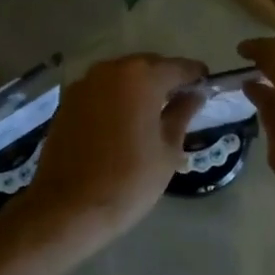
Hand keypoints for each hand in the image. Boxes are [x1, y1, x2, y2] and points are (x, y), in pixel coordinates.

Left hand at [20, 53, 207, 244]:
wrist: (68, 207)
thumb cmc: (128, 180)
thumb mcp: (168, 150)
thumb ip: (182, 114)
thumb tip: (195, 94)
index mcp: (141, 77)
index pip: (179, 67)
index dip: (196, 76)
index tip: (207, 88)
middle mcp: (111, 70)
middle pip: (147, 66)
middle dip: (165, 80)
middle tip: (180, 104)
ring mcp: (85, 83)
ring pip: (122, 77)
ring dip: (139, 89)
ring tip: (151, 115)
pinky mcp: (67, 101)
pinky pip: (101, 91)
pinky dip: (116, 99)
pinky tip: (122, 123)